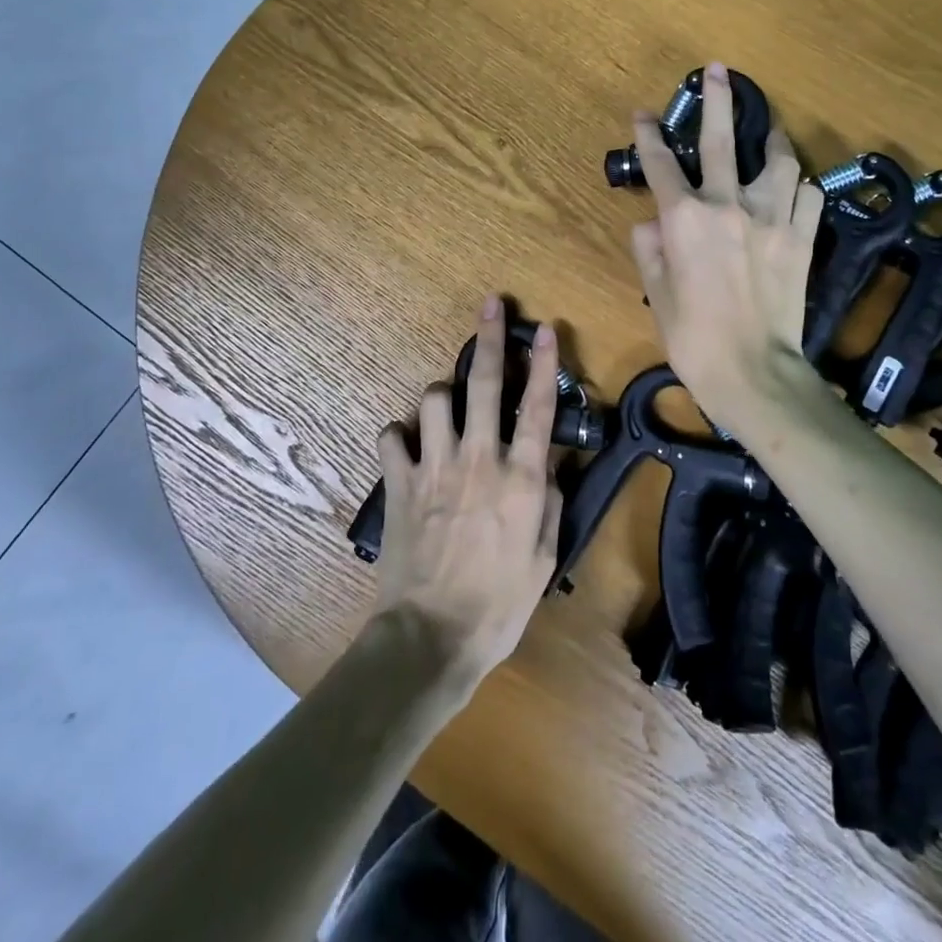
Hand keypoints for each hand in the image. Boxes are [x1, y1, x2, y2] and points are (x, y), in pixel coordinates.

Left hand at [370, 295, 562, 686]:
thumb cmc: (499, 605)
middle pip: (485, 384)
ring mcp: (434, 467)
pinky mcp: (399, 483)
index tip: (544, 327)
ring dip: (440, 394)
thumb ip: (550, 503)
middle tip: (489, 304)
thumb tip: (550, 466)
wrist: (431, 637)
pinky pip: (391, 436)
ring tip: (444, 405)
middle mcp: (479, 459)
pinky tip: (406, 445)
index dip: (544, 362)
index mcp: (520, 478)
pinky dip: (399, 435)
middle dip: (489, 338)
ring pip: (432, 399)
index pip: (538, 406)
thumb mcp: (544, 558)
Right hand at [629, 61, 825, 434]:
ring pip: (777, 160)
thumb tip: (649, 224)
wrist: (754, 372)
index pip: (660, 165)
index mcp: (684, 220)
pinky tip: (794, 187)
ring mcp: (772, 218)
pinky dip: (799, 187)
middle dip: (716, 101)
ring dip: (771, 140)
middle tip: (719, 71)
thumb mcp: (657, 294)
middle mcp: (728, 206)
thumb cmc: (694, 338)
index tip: (644, 114)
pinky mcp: (802, 238)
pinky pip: (808, 196)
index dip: (649, 136)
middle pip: (719, 141)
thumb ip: (650, 250)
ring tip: (769, 130)